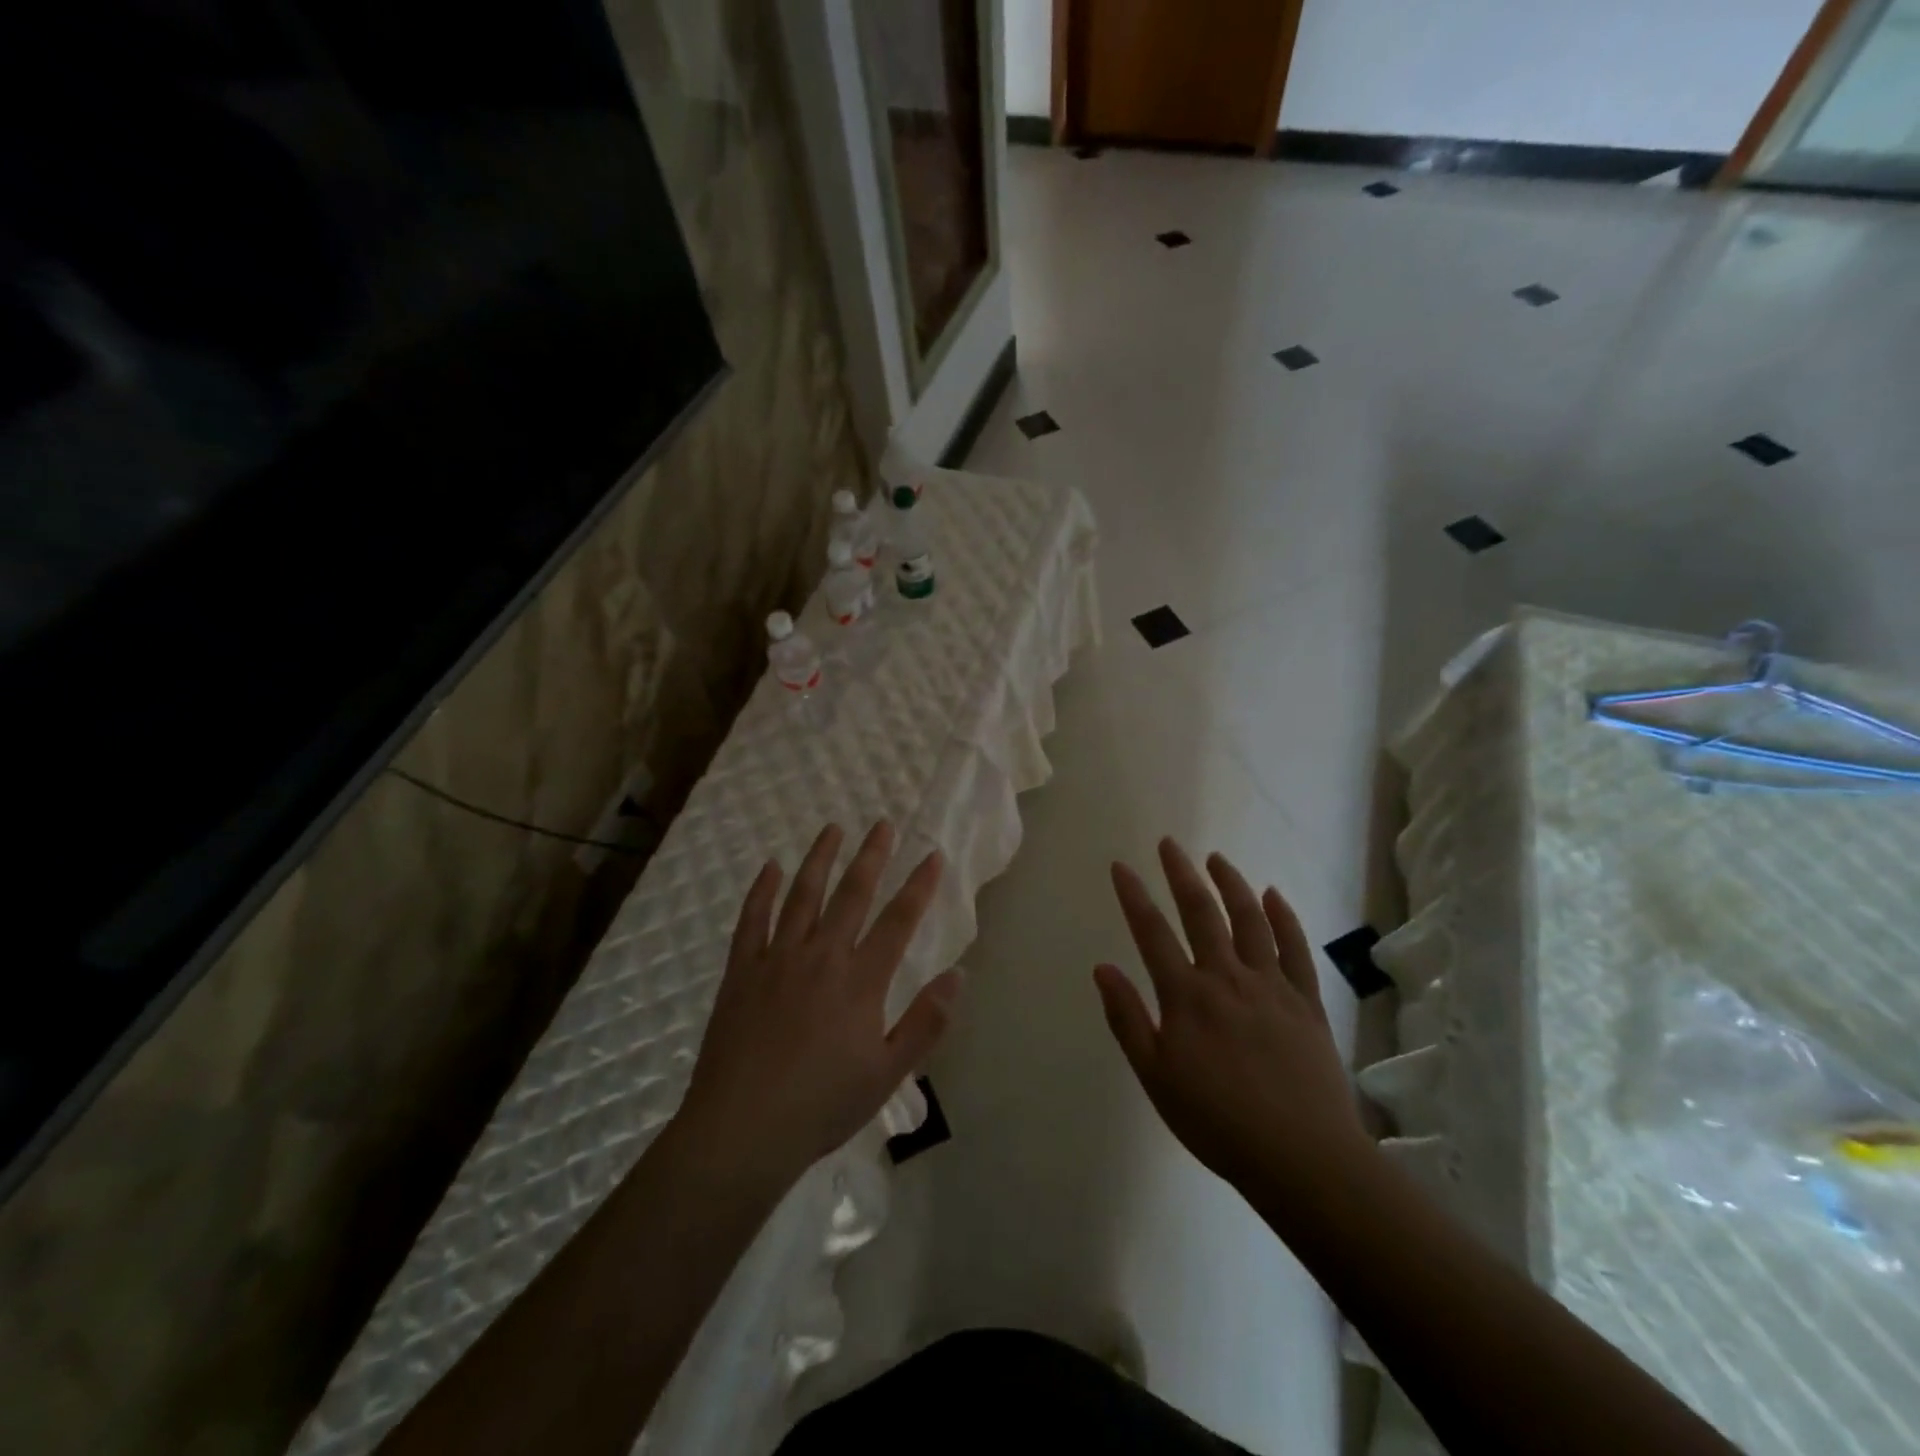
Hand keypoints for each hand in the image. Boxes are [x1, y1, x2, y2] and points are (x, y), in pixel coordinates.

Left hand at [678, 822, 959, 1190]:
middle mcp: (821, 956)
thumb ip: (925, 1022)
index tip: (932, 854)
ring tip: (832, 828)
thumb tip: (958, 974)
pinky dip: (763, 890)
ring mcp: (777, 959)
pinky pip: (752, 919)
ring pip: (803, 895)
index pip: (898, 921)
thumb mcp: (888, 1073)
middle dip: (871, 856)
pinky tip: (771, 867)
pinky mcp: (741, 971)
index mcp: (860, 981)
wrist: (742, 1130)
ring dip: (820, 859)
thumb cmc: (822, 1105)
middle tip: (882, 823)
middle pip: (851, 894)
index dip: (918, 886)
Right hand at [1094, 838, 1369, 1200]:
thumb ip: (1127, 1019)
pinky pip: (1295, 948)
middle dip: (1181, 874)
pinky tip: (1273, 894)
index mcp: (1186, 996)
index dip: (1134, 896)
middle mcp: (1227, 977)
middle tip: (1169, 844)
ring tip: (1216, 858)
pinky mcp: (1306, 1001)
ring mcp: (1271, 985)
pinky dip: (1284, 917)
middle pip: (1201, 912)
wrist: (1301, 1157)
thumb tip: (1102, 968)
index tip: (1121, 866)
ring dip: (1231, 883)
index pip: (1152, 933)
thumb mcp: (1155, 1077)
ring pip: (1249, 919)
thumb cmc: (1217, 1122)